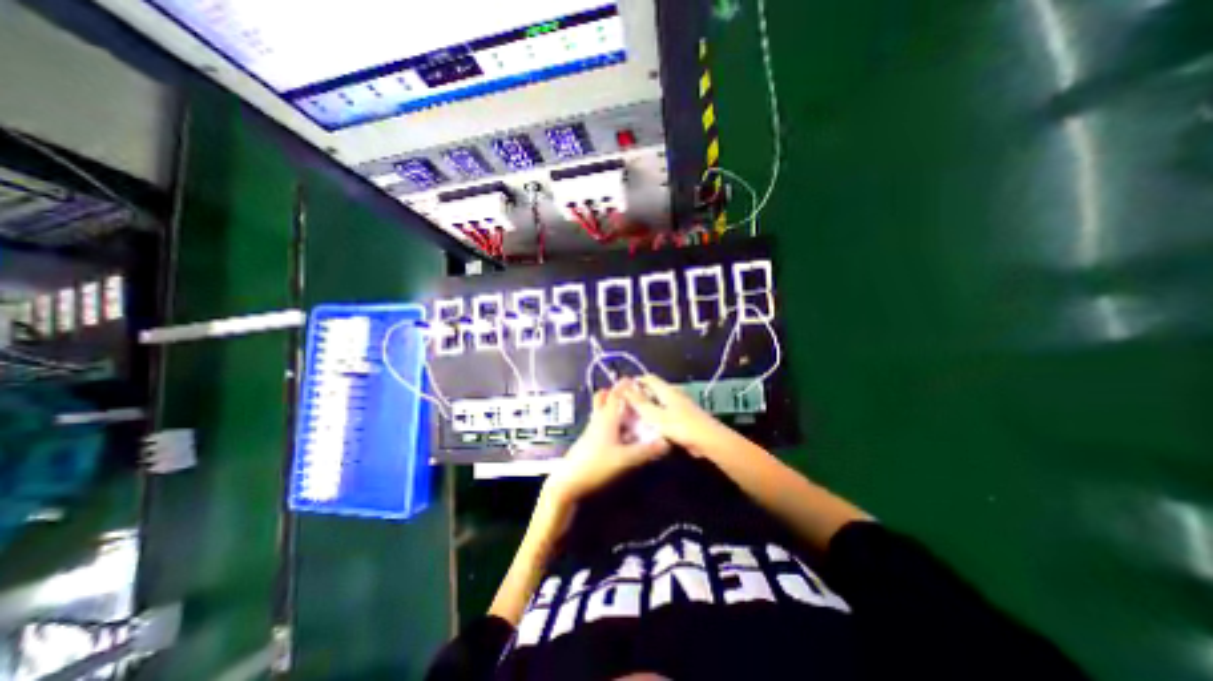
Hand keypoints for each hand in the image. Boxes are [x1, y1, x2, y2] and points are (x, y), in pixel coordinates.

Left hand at [542, 382, 666, 506]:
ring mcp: (592, 429)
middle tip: (631, 395)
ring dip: (613, 407)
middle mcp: (598, 419)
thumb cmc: (596, 465)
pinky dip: (612, 421)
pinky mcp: (589, 440)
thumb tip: (666, 443)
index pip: (615, 395)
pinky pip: (602, 423)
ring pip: (602, 411)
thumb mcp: (625, 459)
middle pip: (603, 398)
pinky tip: (622, 432)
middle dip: (615, 393)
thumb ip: (646, 451)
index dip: (624, 385)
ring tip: (629, 412)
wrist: (568, 482)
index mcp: (606, 418)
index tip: (635, 379)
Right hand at [619, 372, 732, 457]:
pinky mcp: (685, 415)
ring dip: (649, 407)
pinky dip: (658, 416)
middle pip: (654, 389)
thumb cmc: (680, 426)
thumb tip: (624, 387)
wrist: (708, 440)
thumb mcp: (655, 415)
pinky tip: (652, 427)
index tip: (622, 392)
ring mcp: (681, 404)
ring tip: (636, 418)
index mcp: (666, 389)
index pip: (648, 378)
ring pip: (660, 401)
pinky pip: (667, 411)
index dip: (635, 382)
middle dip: (640, 396)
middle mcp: (674, 393)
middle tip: (627, 407)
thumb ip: (639, 402)